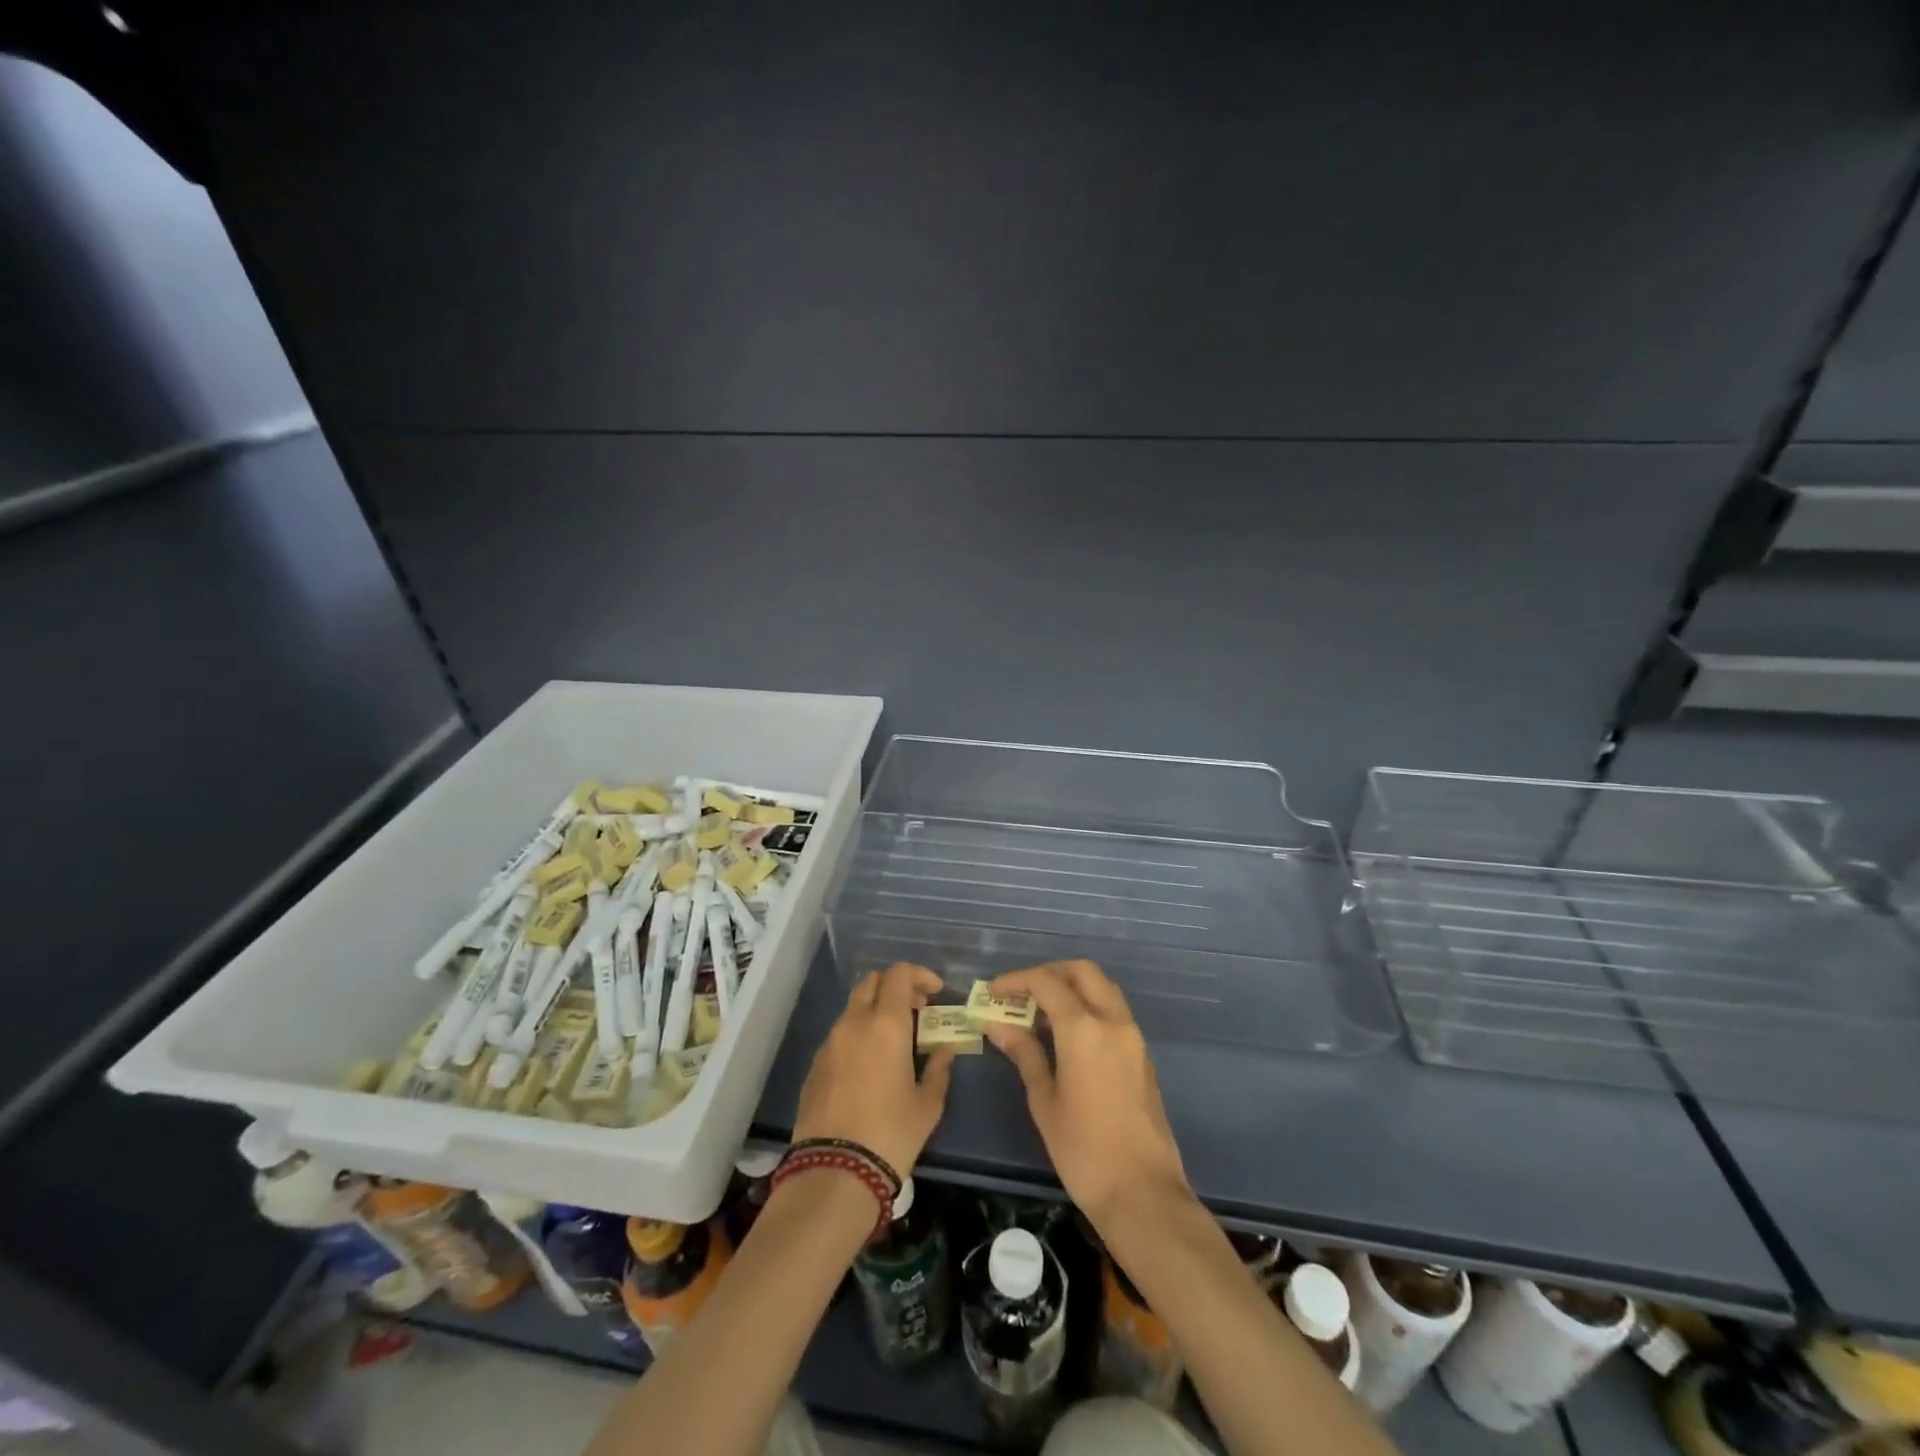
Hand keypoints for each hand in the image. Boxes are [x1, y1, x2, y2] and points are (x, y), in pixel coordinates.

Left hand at [791, 962, 955, 1175]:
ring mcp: (830, 1042)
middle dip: (896, 987)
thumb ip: (939, 1067)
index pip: (899, 974)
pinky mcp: (815, 1064)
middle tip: (916, 1010)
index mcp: (886, 1024)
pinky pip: (840, 1033)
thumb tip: (946, 1047)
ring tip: (896, 1039)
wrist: (834, 1172)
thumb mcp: (928, 1103)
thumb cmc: (892, 1133)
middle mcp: (854, 1023)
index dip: (920, 975)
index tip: (935, 992)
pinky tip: (871, 1063)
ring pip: (854, 1007)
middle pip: (872, 982)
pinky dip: (859, 1033)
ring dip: (876, 1010)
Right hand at [987, 959, 1188, 1229]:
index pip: (1047, 982)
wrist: (1143, 1193)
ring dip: (1072, 987)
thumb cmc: (1083, 1151)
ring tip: (1040, 1013)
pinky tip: (1066, 1035)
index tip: (993, 991)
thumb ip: (1024, 1054)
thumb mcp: (1044, 1101)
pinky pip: (1113, 1011)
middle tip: (1021, 993)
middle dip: (1049, 973)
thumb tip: (998, 1025)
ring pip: (1102, 988)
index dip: (1017, 980)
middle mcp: (1113, 1021)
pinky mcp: (1142, 1054)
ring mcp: (1133, 1036)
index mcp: (1084, 1029)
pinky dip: (1088, 1007)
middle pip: (1082, 972)